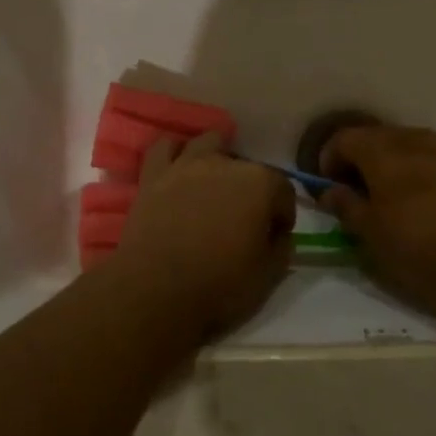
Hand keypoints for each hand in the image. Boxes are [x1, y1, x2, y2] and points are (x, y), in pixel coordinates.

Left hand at [111, 135, 295, 339]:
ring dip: (217, 159)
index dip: (282, 214)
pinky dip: (175, 155)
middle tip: (243, 219)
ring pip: (208, 143)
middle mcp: (224, 164)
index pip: (283, 189)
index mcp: (259, 184)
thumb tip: (277, 234)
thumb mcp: (268, 276)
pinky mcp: (152, 176)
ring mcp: (185, 166)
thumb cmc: (218, 286)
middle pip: (247, 166)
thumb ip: (282, 248)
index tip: (275, 235)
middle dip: (251, 189)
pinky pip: (164, 148)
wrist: (155, 292)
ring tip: (214, 186)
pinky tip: (178, 171)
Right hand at [320, 125, 435, 322]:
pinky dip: (417, 168)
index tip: (328, 186)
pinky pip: (431, 157)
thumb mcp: (370, 233)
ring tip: (389, 194)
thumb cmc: (418, 246)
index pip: (344, 139)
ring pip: (406, 144)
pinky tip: (421, 198)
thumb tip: (329, 191)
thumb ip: (346, 205)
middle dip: (359, 158)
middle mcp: (412, 140)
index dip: (329, 159)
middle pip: (375, 136)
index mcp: (382, 152)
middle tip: (354, 191)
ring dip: (389, 161)